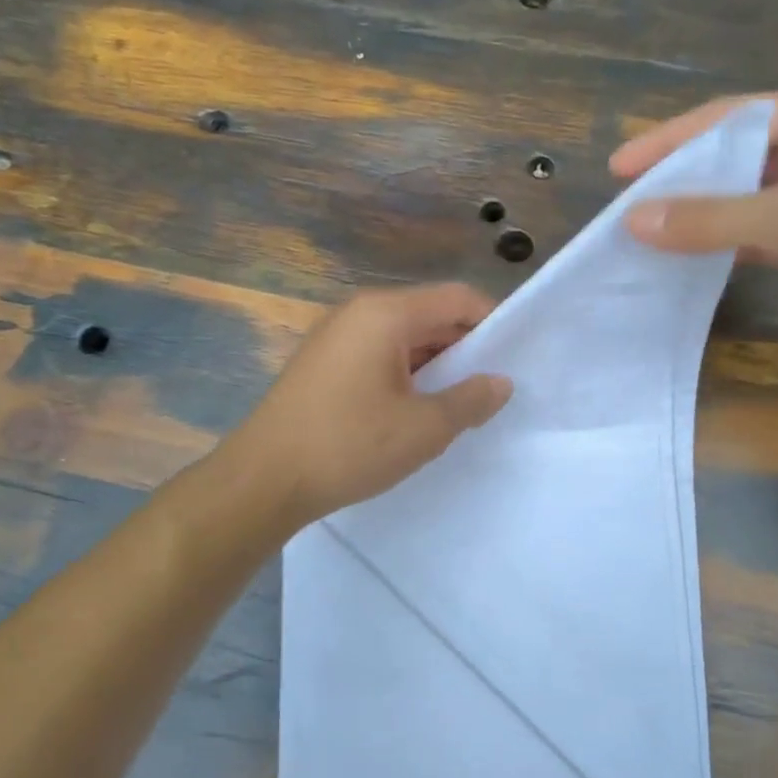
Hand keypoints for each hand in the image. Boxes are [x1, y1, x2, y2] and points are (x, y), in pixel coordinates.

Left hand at [228, 284, 512, 525]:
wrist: (264, 479)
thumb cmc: (349, 446)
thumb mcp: (424, 428)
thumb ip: (471, 400)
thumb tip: (501, 383)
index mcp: (385, 314)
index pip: (457, 298)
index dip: (492, 322)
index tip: (514, 358)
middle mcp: (359, 312)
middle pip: (429, 314)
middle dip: (464, 348)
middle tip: (490, 388)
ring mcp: (335, 336)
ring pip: (403, 337)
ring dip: (435, 364)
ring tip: (458, 404)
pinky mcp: (322, 362)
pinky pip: (378, 354)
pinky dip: (405, 373)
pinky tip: (414, 410)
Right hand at [613, 88, 777, 356]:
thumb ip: (710, 218)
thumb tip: (634, 220)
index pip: (728, 118)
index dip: (669, 141)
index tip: (618, 169)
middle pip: (733, 157)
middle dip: (681, 180)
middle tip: (628, 206)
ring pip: (743, 199)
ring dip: (699, 216)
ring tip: (646, 234)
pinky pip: (757, 234)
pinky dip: (722, 245)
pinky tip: (687, 259)